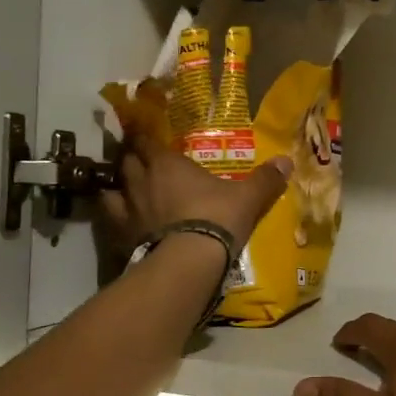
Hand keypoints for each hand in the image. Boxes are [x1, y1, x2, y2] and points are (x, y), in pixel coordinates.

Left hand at [99, 136, 292, 252]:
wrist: (190, 260)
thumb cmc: (218, 218)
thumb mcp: (248, 198)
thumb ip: (265, 179)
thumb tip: (287, 160)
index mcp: (168, 164)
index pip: (148, 141)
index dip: (145, 137)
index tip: (145, 135)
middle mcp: (142, 181)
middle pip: (127, 161)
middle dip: (131, 158)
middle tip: (139, 160)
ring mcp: (127, 209)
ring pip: (112, 188)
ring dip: (116, 186)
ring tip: (123, 189)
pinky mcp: (121, 235)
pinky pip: (108, 219)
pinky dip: (111, 216)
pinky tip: (118, 220)